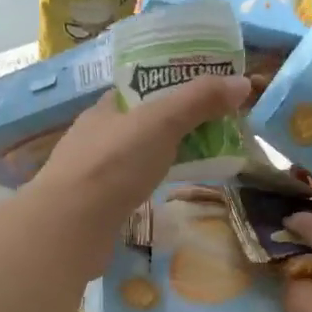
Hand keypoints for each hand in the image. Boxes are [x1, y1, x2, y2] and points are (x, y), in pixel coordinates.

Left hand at [24, 74, 251, 274]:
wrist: (69, 228)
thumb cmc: (113, 165)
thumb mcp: (161, 122)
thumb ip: (199, 101)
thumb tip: (242, 83)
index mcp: (106, 107)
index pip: (143, 87)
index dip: (175, 85)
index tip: (209, 93)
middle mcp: (96, 135)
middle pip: (143, 121)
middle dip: (177, 123)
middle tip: (216, 129)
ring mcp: (93, 171)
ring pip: (137, 155)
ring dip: (165, 154)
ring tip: (201, 159)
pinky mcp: (97, 204)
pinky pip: (132, 184)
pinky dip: (152, 182)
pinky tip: (168, 190)